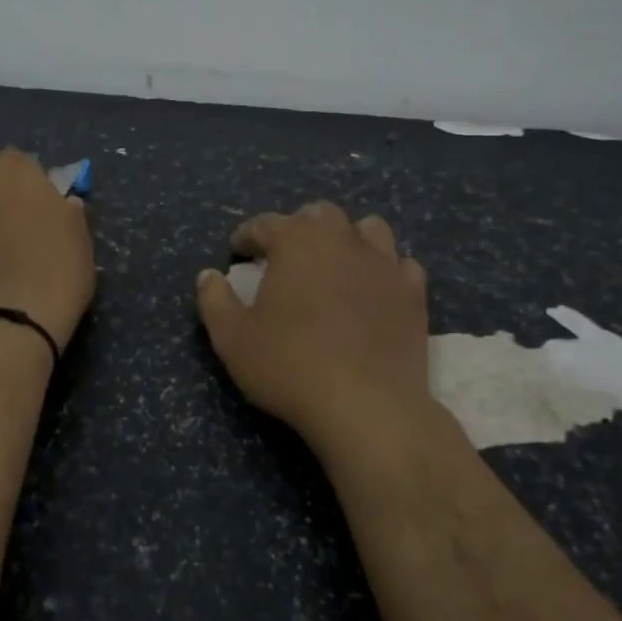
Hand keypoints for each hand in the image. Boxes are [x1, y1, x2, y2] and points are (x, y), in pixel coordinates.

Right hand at [196, 202, 430, 445]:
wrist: (367, 406)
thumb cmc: (289, 366)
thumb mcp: (232, 338)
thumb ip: (215, 300)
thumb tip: (208, 275)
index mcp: (296, 242)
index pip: (265, 223)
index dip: (247, 234)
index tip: (237, 250)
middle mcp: (342, 240)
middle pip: (321, 214)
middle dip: (299, 226)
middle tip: (285, 253)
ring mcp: (384, 265)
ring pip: (369, 229)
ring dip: (348, 237)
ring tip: (335, 262)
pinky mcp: (414, 295)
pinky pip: (402, 266)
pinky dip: (386, 270)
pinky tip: (375, 289)